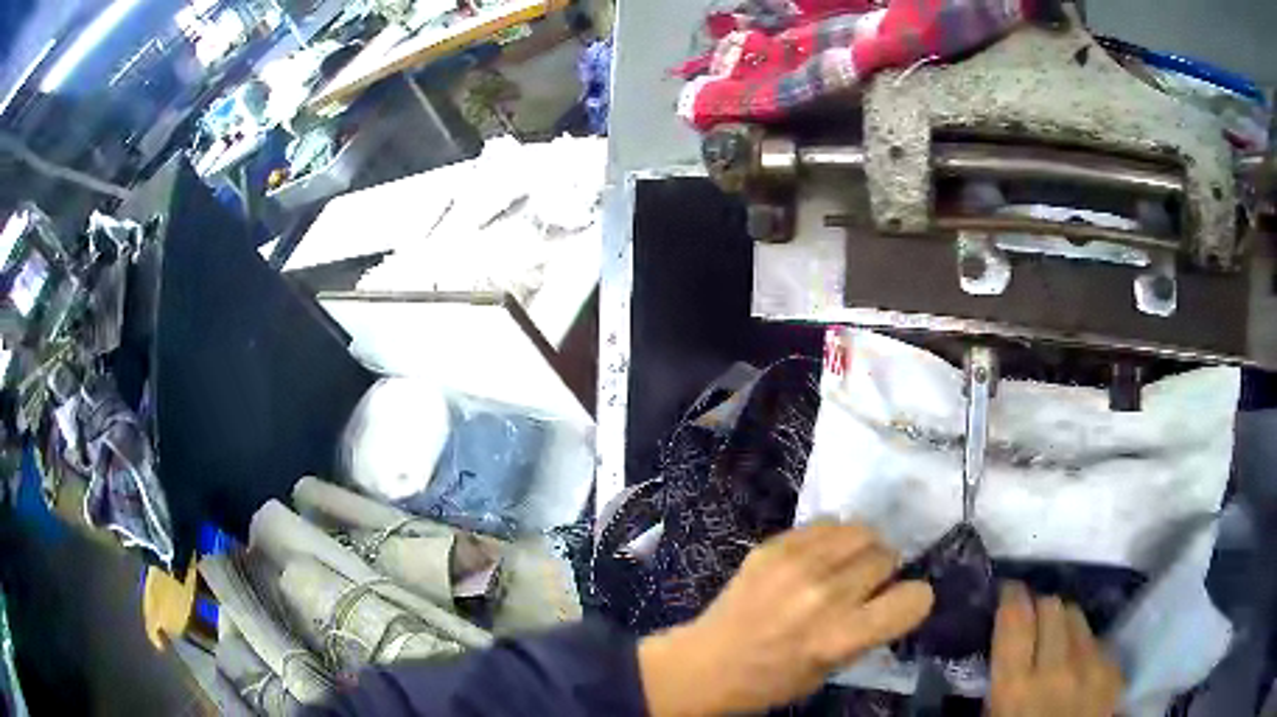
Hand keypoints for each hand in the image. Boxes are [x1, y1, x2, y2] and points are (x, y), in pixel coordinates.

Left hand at [638, 523, 933, 715]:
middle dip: (884, 573)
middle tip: (865, 587)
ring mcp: (796, 564)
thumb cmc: (771, 680)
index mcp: (841, 635)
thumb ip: (866, 632)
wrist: (706, 664)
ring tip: (845, 566)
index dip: (913, 602)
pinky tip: (816, 558)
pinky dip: (831, 539)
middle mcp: (825, 593)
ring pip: (861, 530)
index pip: (914, 598)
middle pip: (887, 556)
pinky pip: (825, 523)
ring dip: (862, 549)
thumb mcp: (831, 670)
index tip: (901, 604)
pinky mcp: (773, 546)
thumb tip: (893, 597)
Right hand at [989, 582, 1123, 716]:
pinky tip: (1079, 665)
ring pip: (1079, 617)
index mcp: (1015, 687)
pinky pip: (1098, 641)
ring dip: (1064, 623)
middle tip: (1032, 619)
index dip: (1011, 596)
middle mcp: (1057, 667)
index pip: (1015, 618)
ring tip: (1057, 640)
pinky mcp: (1114, 672)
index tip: (1007, 592)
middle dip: (1040, 607)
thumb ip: (999, 685)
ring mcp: (1092, 667)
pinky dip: (1085, 645)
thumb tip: (1000, 651)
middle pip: (1053, 607)